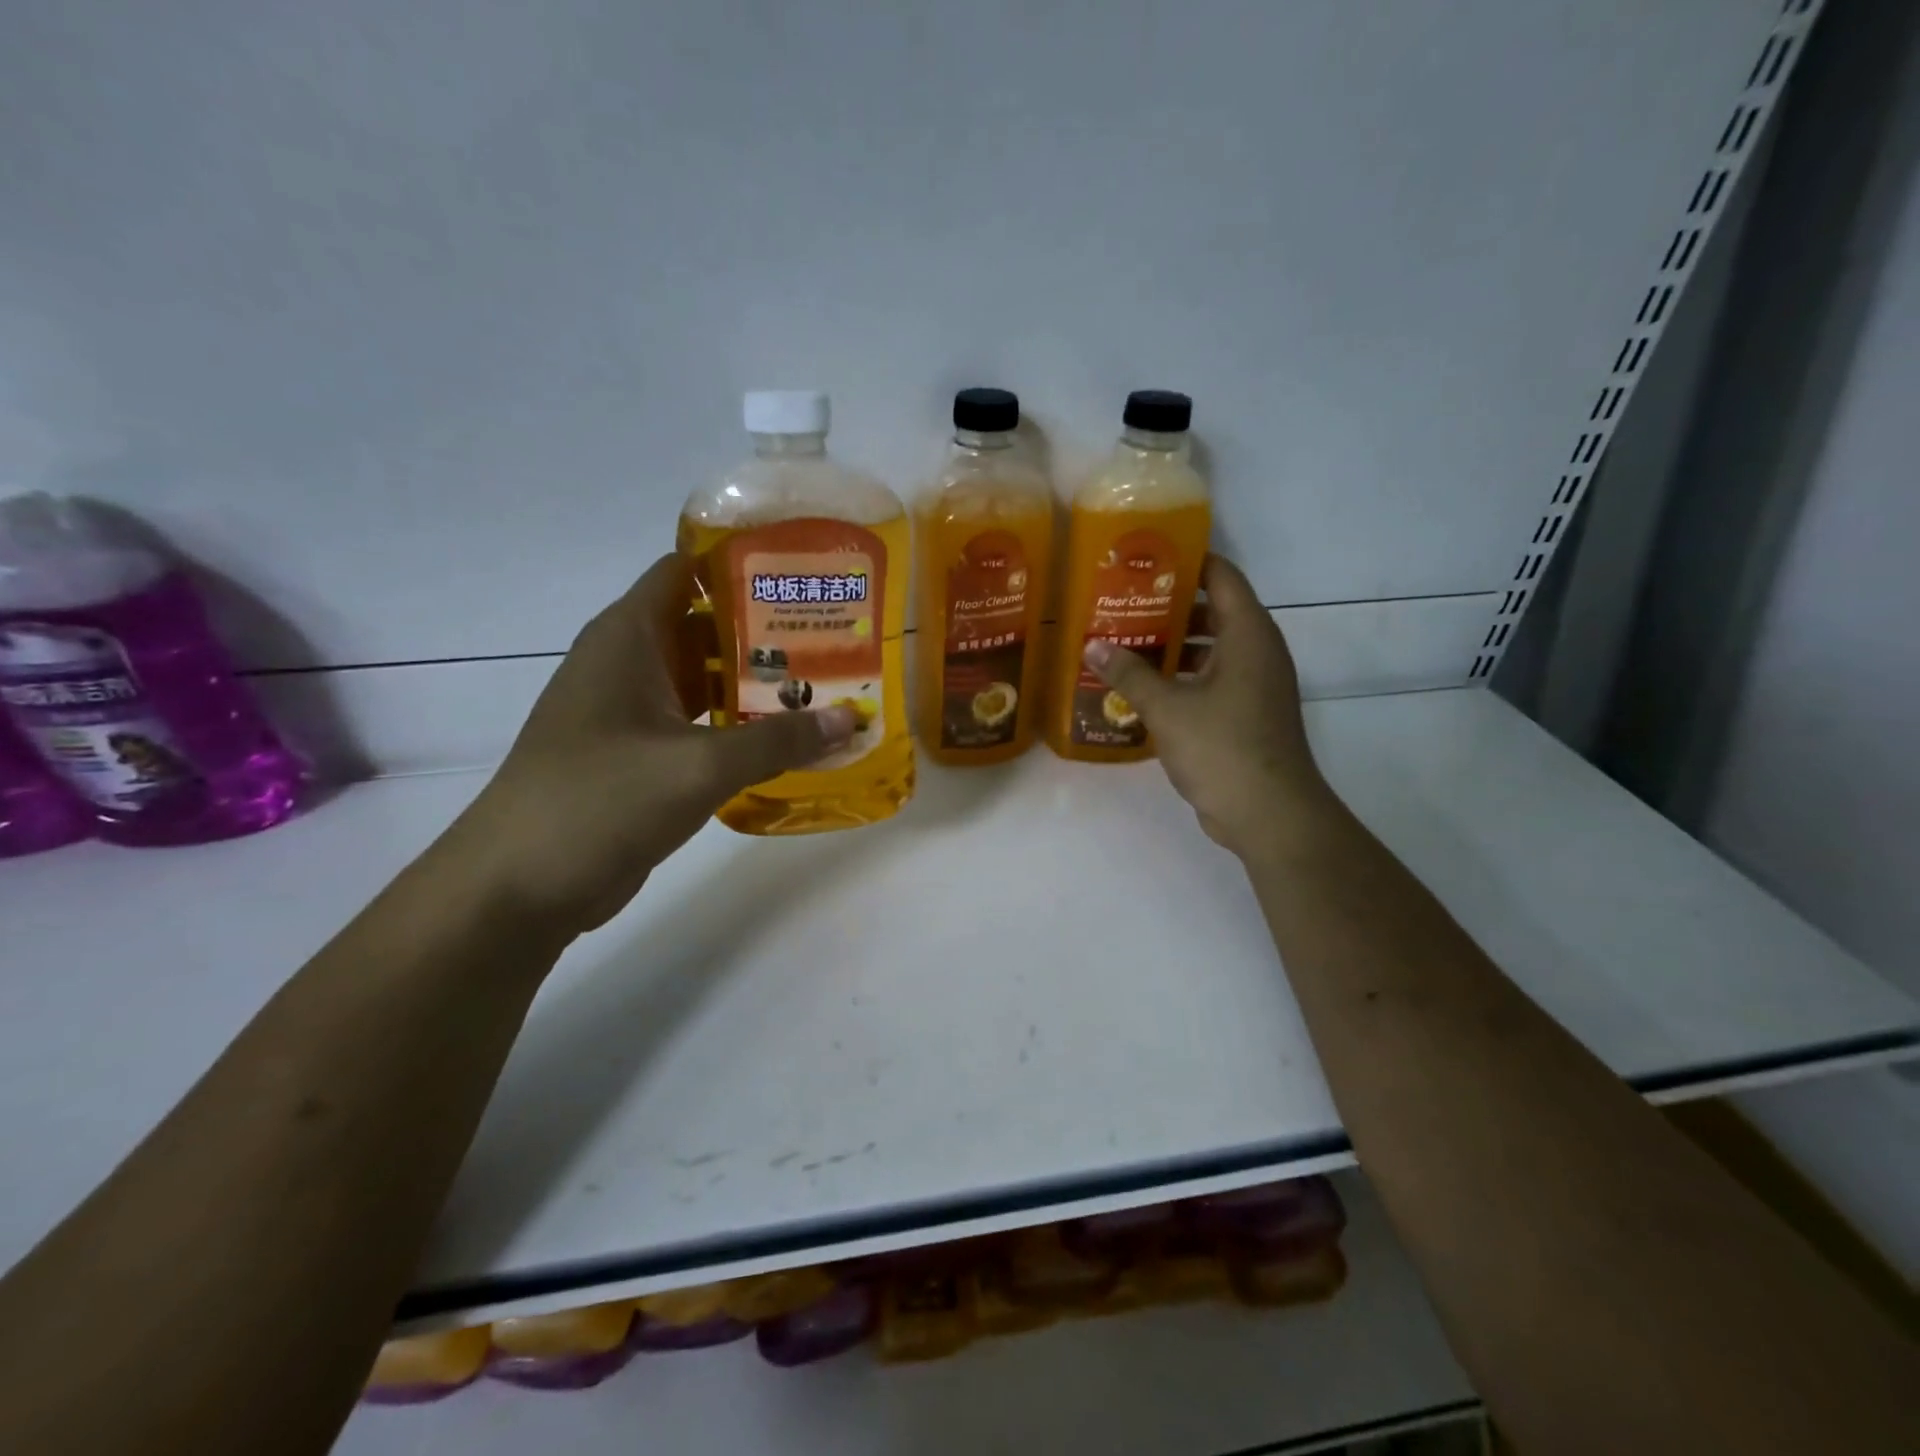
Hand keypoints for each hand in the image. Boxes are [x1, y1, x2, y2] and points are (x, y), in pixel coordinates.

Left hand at [441, 553, 854, 935]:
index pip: (686, 570)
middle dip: (768, 630)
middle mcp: (628, 664)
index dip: (742, 563)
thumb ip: (779, 740)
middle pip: (705, 626)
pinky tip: (788, 742)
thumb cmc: (600, 801)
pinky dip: (738, 728)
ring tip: (826, 686)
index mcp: (628, 637)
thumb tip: (851, 718)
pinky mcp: (638, 756)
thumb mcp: (700, 766)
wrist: (518, 887)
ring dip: (758, 685)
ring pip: (705, 680)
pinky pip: (698, 725)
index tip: (803, 573)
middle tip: (836, 638)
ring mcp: (631, 712)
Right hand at [1084, 554, 1335, 856]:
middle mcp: (1257, 651)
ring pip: (1210, 649)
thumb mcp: (1168, 708)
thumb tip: (1092, 645)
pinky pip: (1211, 680)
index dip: (1186, 561)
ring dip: (1172, 645)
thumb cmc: (1223, 748)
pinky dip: (1181, 678)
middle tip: (1121, 602)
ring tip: (1123, 641)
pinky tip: (1141, 687)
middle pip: (1213, 611)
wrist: (1270, 813)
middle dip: (1168, 606)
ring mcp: (1254, 685)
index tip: (1144, 558)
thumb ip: (1129, 674)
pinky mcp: (1246, 714)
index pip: (1220, 576)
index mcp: (1248, 634)